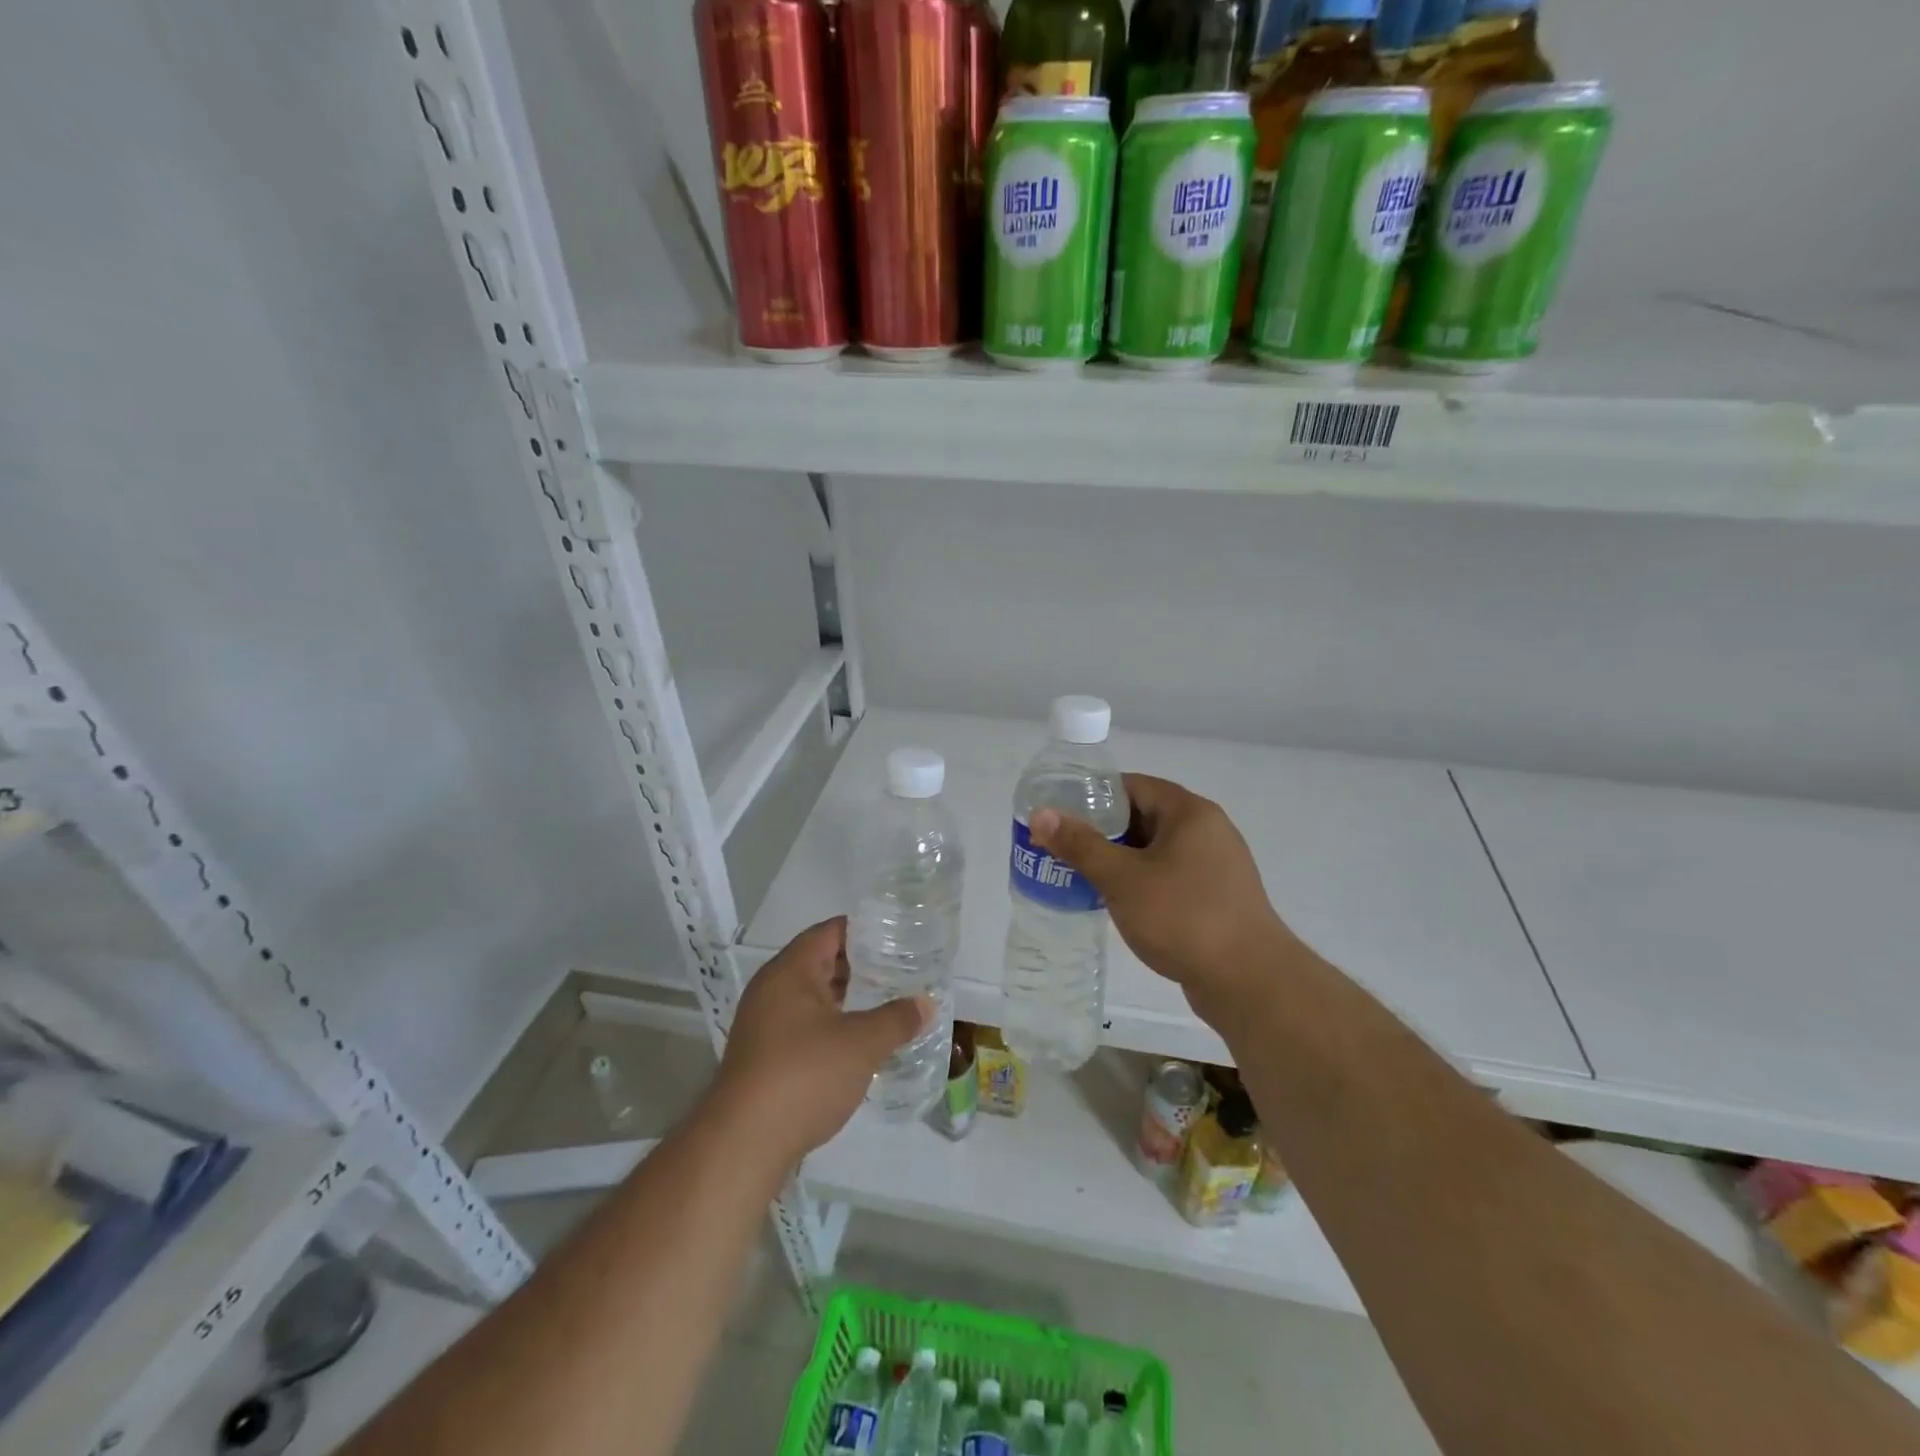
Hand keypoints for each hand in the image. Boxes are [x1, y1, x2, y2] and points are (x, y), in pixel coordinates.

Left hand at [713, 918, 930, 1166]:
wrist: (743, 1144)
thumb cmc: (803, 1076)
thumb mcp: (862, 1044)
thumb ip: (897, 1019)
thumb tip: (926, 1003)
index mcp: (791, 970)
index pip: (830, 931)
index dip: (865, 930)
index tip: (898, 935)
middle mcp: (772, 988)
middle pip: (820, 961)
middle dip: (860, 965)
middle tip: (901, 969)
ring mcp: (764, 1023)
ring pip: (812, 996)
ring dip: (846, 998)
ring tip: (887, 1002)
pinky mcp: (763, 1056)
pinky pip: (803, 1025)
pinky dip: (831, 1025)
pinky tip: (859, 1042)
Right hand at [1030, 775, 1293, 1024]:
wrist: (1250, 982)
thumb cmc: (1183, 917)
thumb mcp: (1122, 879)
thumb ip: (1080, 845)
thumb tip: (1041, 815)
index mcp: (1189, 813)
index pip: (1133, 785)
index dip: (1094, 795)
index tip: (1061, 813)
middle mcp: (1208, 831)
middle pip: (1144, 816)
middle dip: (1103, 831)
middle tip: (1063, 847)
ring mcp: (1216, 866)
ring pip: (1156, 851)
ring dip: (1121, 860)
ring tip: (1081, 875)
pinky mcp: (1217, 898)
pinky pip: (1170, 877)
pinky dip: (1142, 882)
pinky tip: (1118, 903)